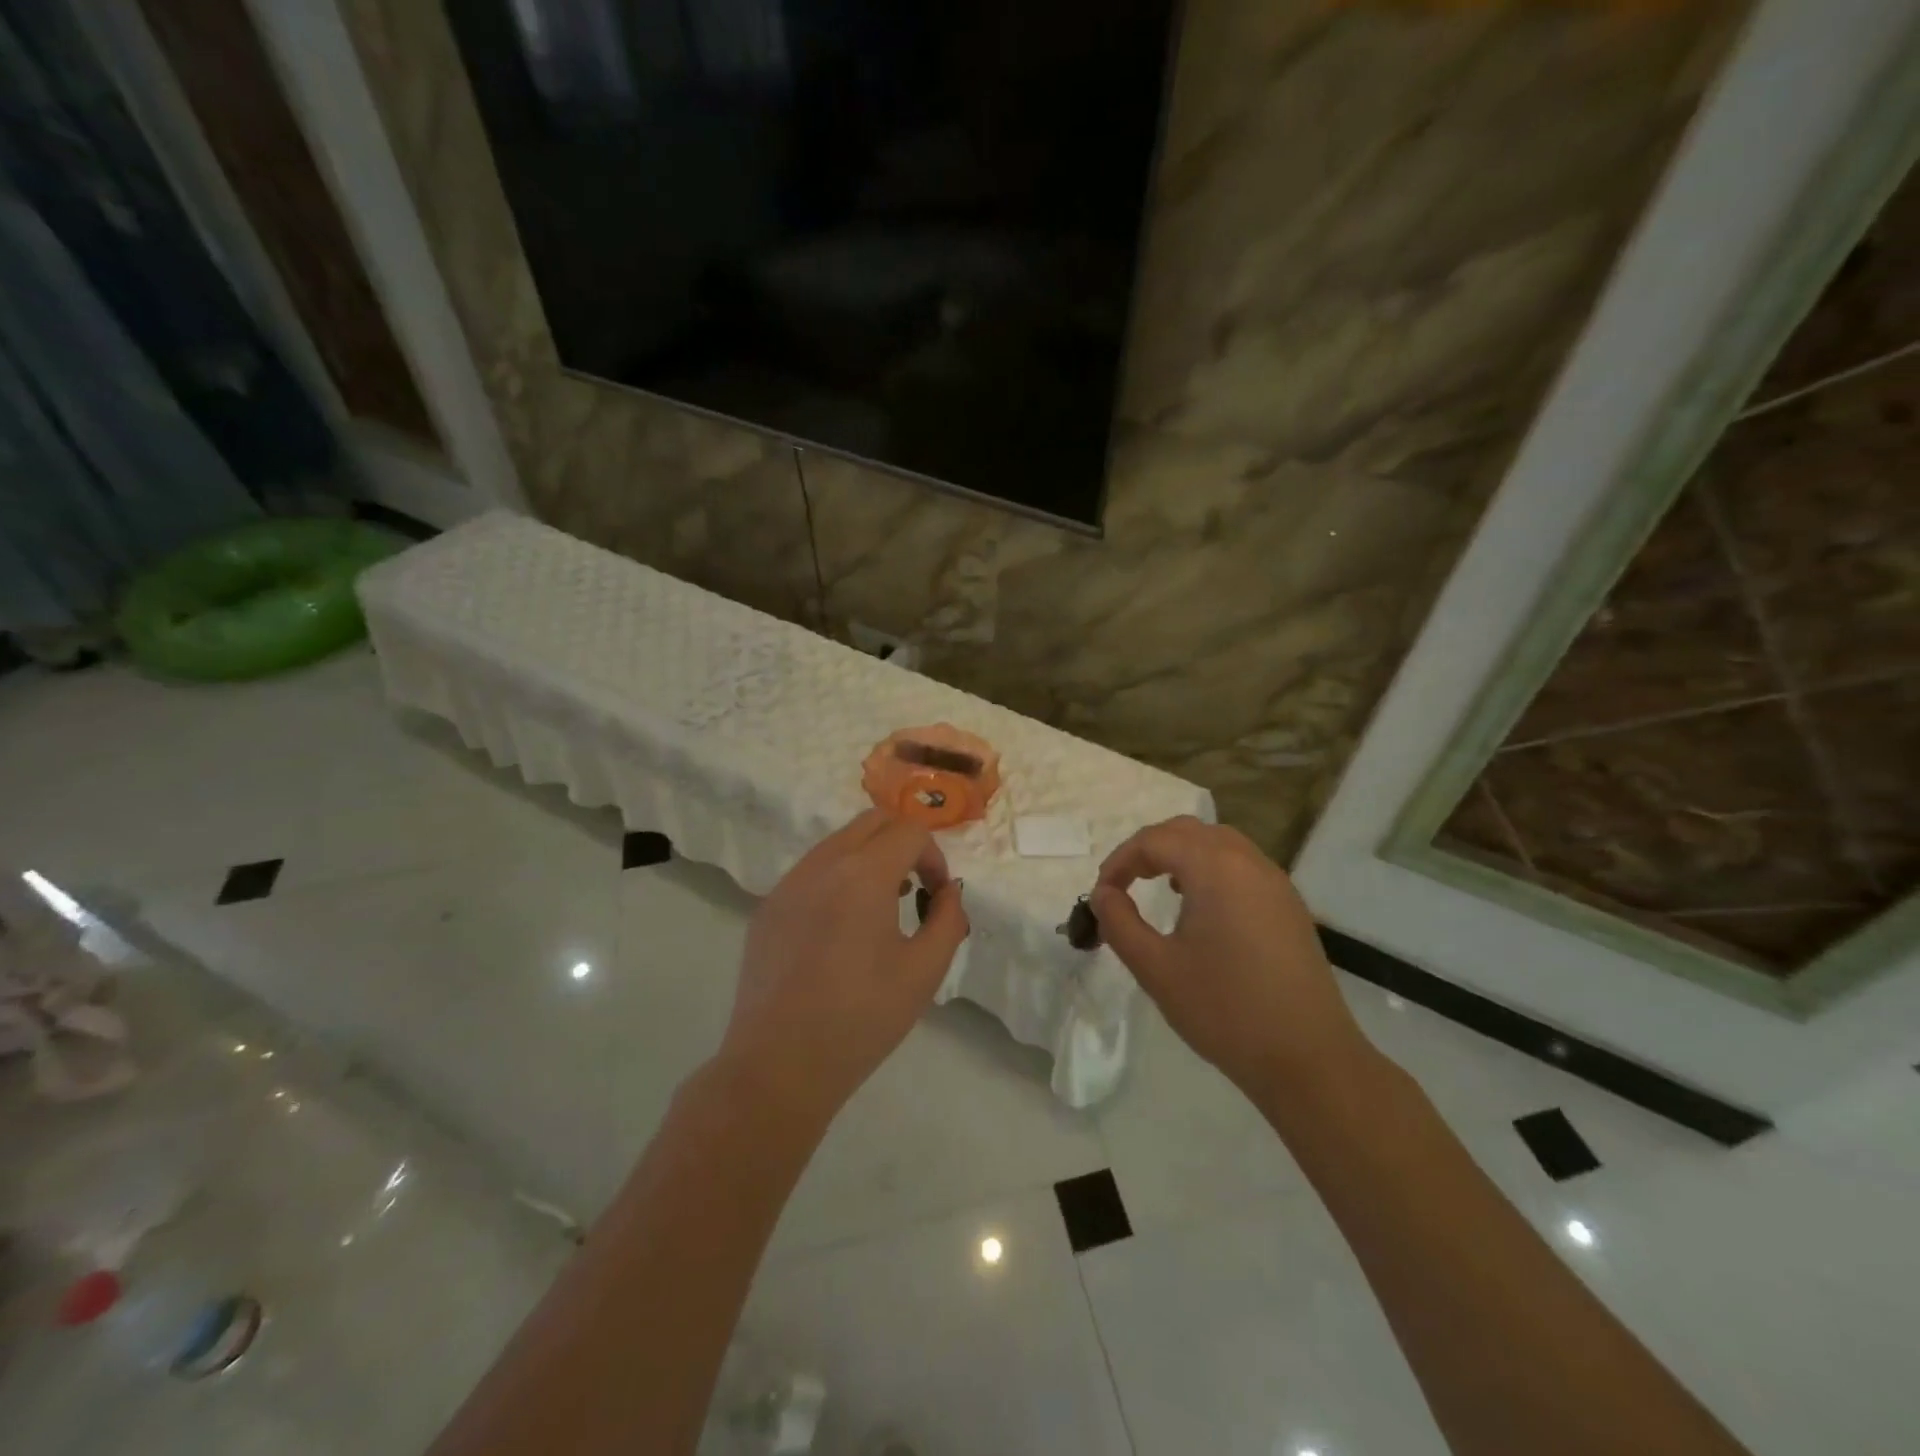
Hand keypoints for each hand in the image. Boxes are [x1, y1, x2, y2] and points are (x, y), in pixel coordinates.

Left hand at [718, 809, 968, 1118]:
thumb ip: (948, 918)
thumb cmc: (862, 1018)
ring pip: (838, 843)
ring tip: (880, 910)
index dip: (934, 857)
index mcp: (863, 874)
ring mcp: (788, 884)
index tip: (935, 897)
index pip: (909, 831)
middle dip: (903, 844)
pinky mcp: (767, 907)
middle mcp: (822, 864)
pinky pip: (811, 872)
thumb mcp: (925, 971)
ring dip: (869, 858)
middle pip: (872, 822)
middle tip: (913, 890)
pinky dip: (837, 879)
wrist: (780, 1065)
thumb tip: (947, 891)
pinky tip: (839, 930)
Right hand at [1091, 816, 1370, 1100]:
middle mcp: (1248, 862)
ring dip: (1181, 855)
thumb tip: (1103, 894)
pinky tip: (1200, 907)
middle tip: (1123, 883)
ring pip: (1218, 843)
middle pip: (1188, 830)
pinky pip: (1242, 865)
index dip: (1120, 861)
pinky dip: (1210, 869)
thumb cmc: (1225, 1010)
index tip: (1100, 894)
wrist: (1309, 1059)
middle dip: (1149, 849)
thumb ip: (1120, 923)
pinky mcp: (1289, 906)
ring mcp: (1275, 882)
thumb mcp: (1156, 969)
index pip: (1154, 840)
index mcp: (1215, 868)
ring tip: (1159, 888)